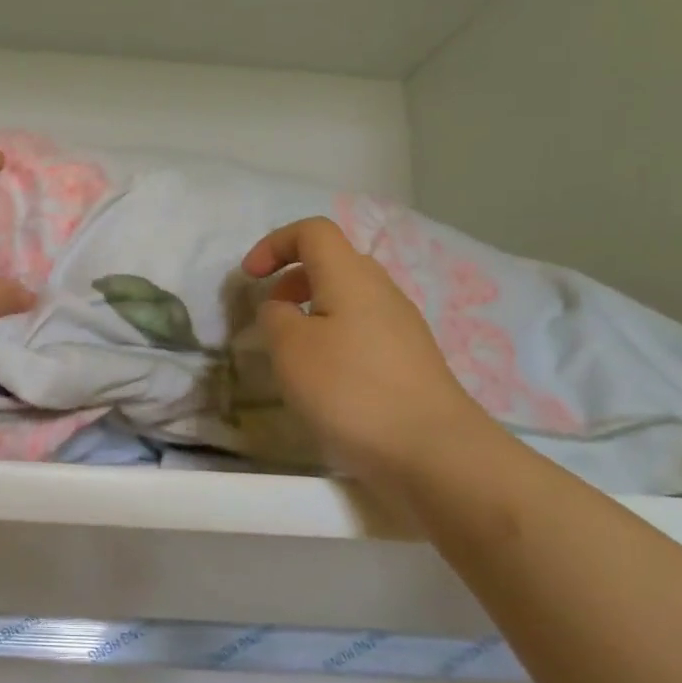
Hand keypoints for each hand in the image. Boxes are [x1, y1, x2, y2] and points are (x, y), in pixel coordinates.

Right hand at [242, 217, 506, 489]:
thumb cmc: (350, 389)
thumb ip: (275, 316)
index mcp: (351, 276)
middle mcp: (381, 290)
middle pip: (333, 262)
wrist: (432, 451)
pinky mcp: (411, 359)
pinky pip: (363, 329)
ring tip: (293, 352)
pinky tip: (326, 379)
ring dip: (313, 311)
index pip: (313, 231)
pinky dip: (334, 337)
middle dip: (292, 279)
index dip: (274, 243)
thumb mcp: (290, 349)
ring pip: (349, 298)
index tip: (249, 277)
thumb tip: (282, 308)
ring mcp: (402, 325)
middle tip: (270, 313)